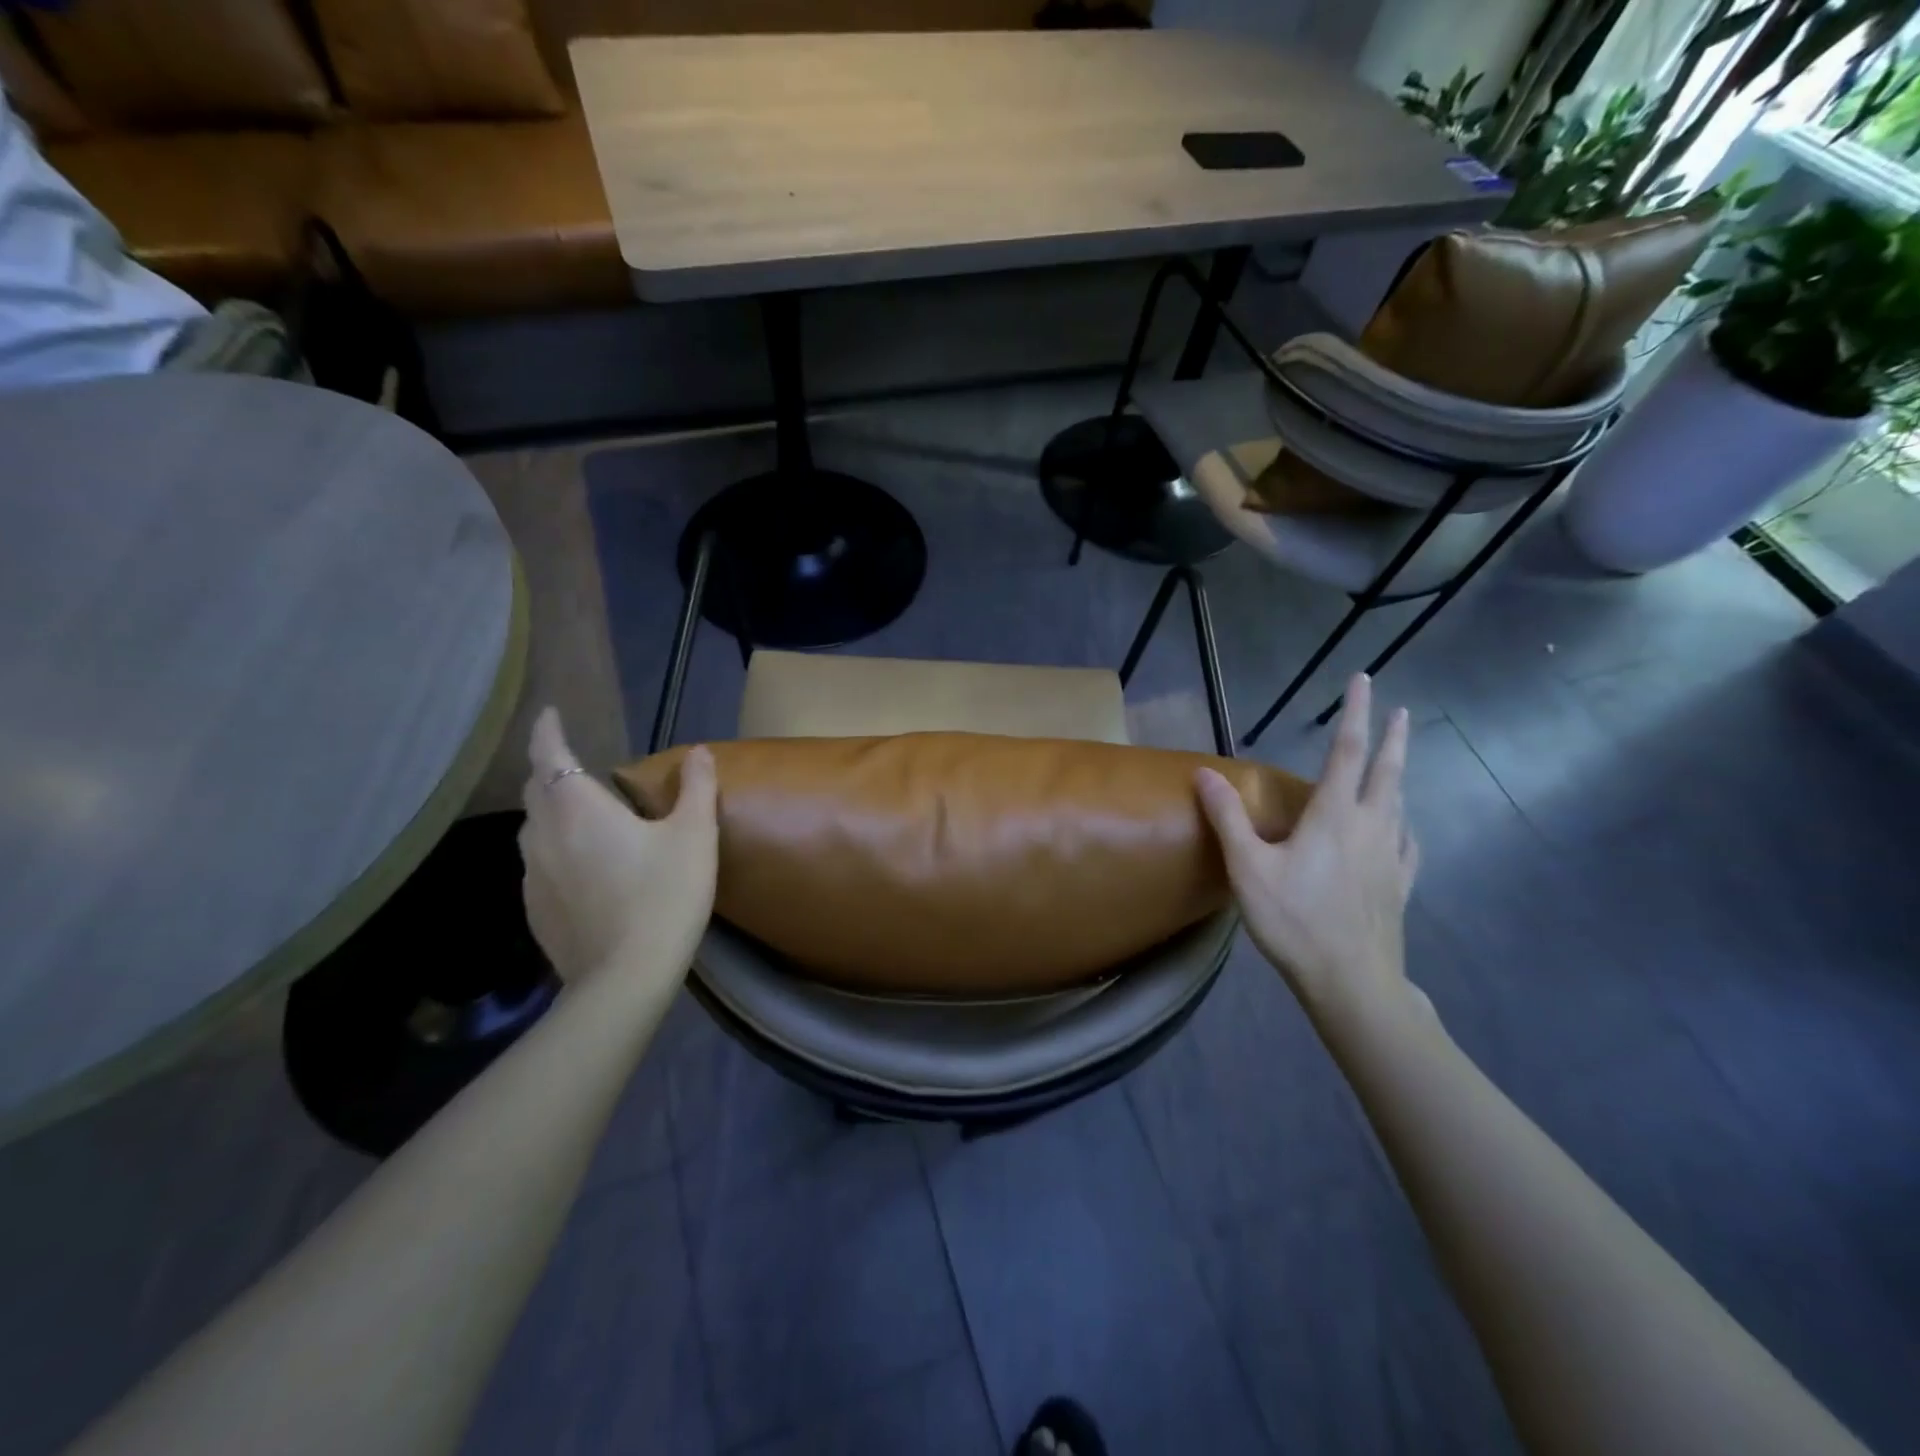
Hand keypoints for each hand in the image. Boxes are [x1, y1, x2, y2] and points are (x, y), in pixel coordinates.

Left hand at [519, 708, 718, 989]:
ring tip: (580, 814)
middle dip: (549, 768)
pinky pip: (538, 864)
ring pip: (534, 828)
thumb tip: (699, 752)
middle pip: (536, 789)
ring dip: (551, 810)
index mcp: (578, 808)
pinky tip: (583, 867)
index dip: (546, 730)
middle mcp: (544, 834)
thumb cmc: (665, 895)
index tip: (550, 713)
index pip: (549, 754)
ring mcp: (533, 875)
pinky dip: (555, 850)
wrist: (626, 977)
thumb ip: (696, 788)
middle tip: (572, 763)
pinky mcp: (535, 909)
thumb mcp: (695, 836)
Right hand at [1195, 674, 1420, 1025]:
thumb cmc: (1294, 920)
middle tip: (1403, 710)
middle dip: (1394, 737)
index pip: (1347, 752)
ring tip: (1399, 761)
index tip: (1364, 680)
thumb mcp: (1248, 869)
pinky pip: (1408, 842)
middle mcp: (1370, 827)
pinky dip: (1406, 824)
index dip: (1355, 713)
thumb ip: (1228, 818)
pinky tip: (1405, 828)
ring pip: (1401, 804)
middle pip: (1388, 772)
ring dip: (1401, 775)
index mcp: (1334, 816)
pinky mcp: (1399, 885)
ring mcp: (1391, 857)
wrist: (1351, 981)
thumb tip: (1205, 772)